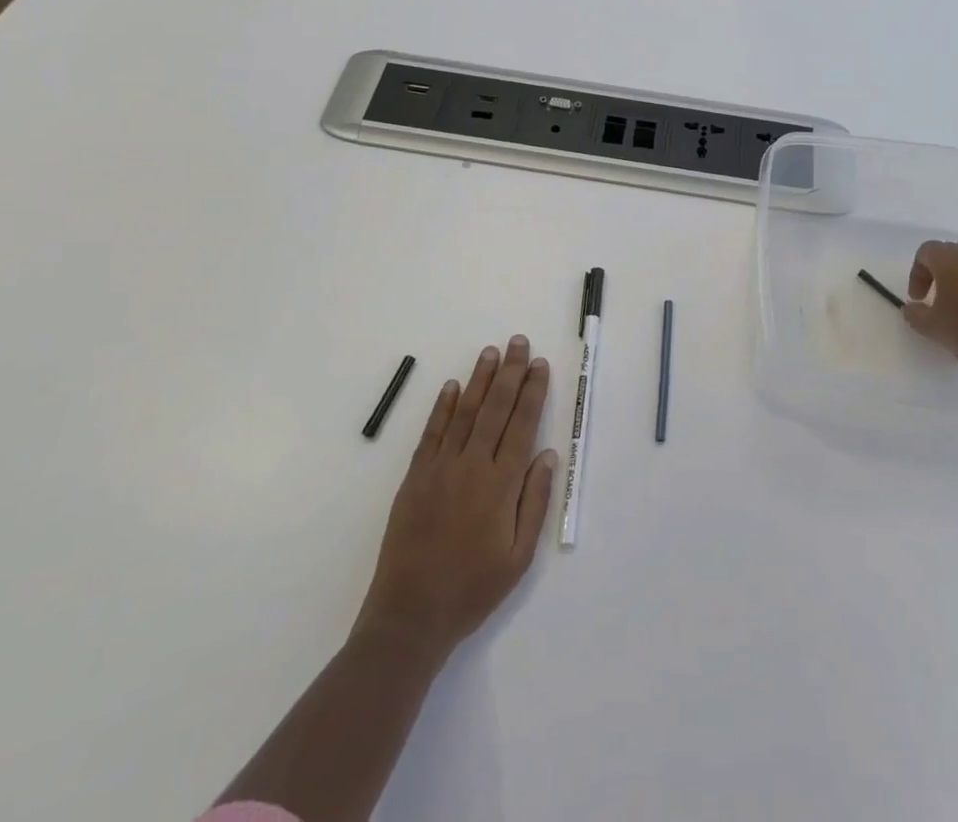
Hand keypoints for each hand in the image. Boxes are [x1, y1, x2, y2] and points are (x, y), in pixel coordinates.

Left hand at [354, 336, 557, 660]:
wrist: (410, 615)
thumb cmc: (473, 589)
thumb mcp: (519, 557)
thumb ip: (535, 502)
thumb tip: (547, 454)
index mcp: (501, 485)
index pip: (522, 425)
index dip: (533, 392)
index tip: (540, 364)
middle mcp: (472, 466)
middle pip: (495, 408)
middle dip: (510, 372)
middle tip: (518, 342)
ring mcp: (440, 468)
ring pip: (464, 412)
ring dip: (479, 379)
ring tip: (490, 352)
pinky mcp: (415, 476)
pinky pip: (432, 432)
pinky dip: (443, 407)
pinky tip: (452, 386)